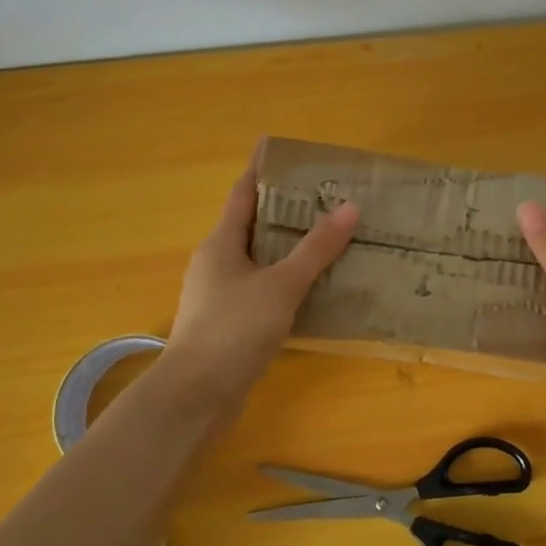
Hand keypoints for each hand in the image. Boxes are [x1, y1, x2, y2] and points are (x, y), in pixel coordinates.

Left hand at [163, 155, 359, 411]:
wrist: (196, 397)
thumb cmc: (234, 330)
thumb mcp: (281, 285)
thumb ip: (316, 249)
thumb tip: (349, 207)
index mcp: (220, 243)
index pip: (243, 193)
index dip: (261, 169)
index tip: (282, 148)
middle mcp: (216, 263)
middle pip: (253, 225)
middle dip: (285, 209)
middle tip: (325, 196)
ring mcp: (219, 295)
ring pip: (259, 260)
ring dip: (288, 248)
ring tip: (328, 237)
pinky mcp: (228, 324)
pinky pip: (262, 289)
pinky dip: (286, 281)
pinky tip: (314, 288)